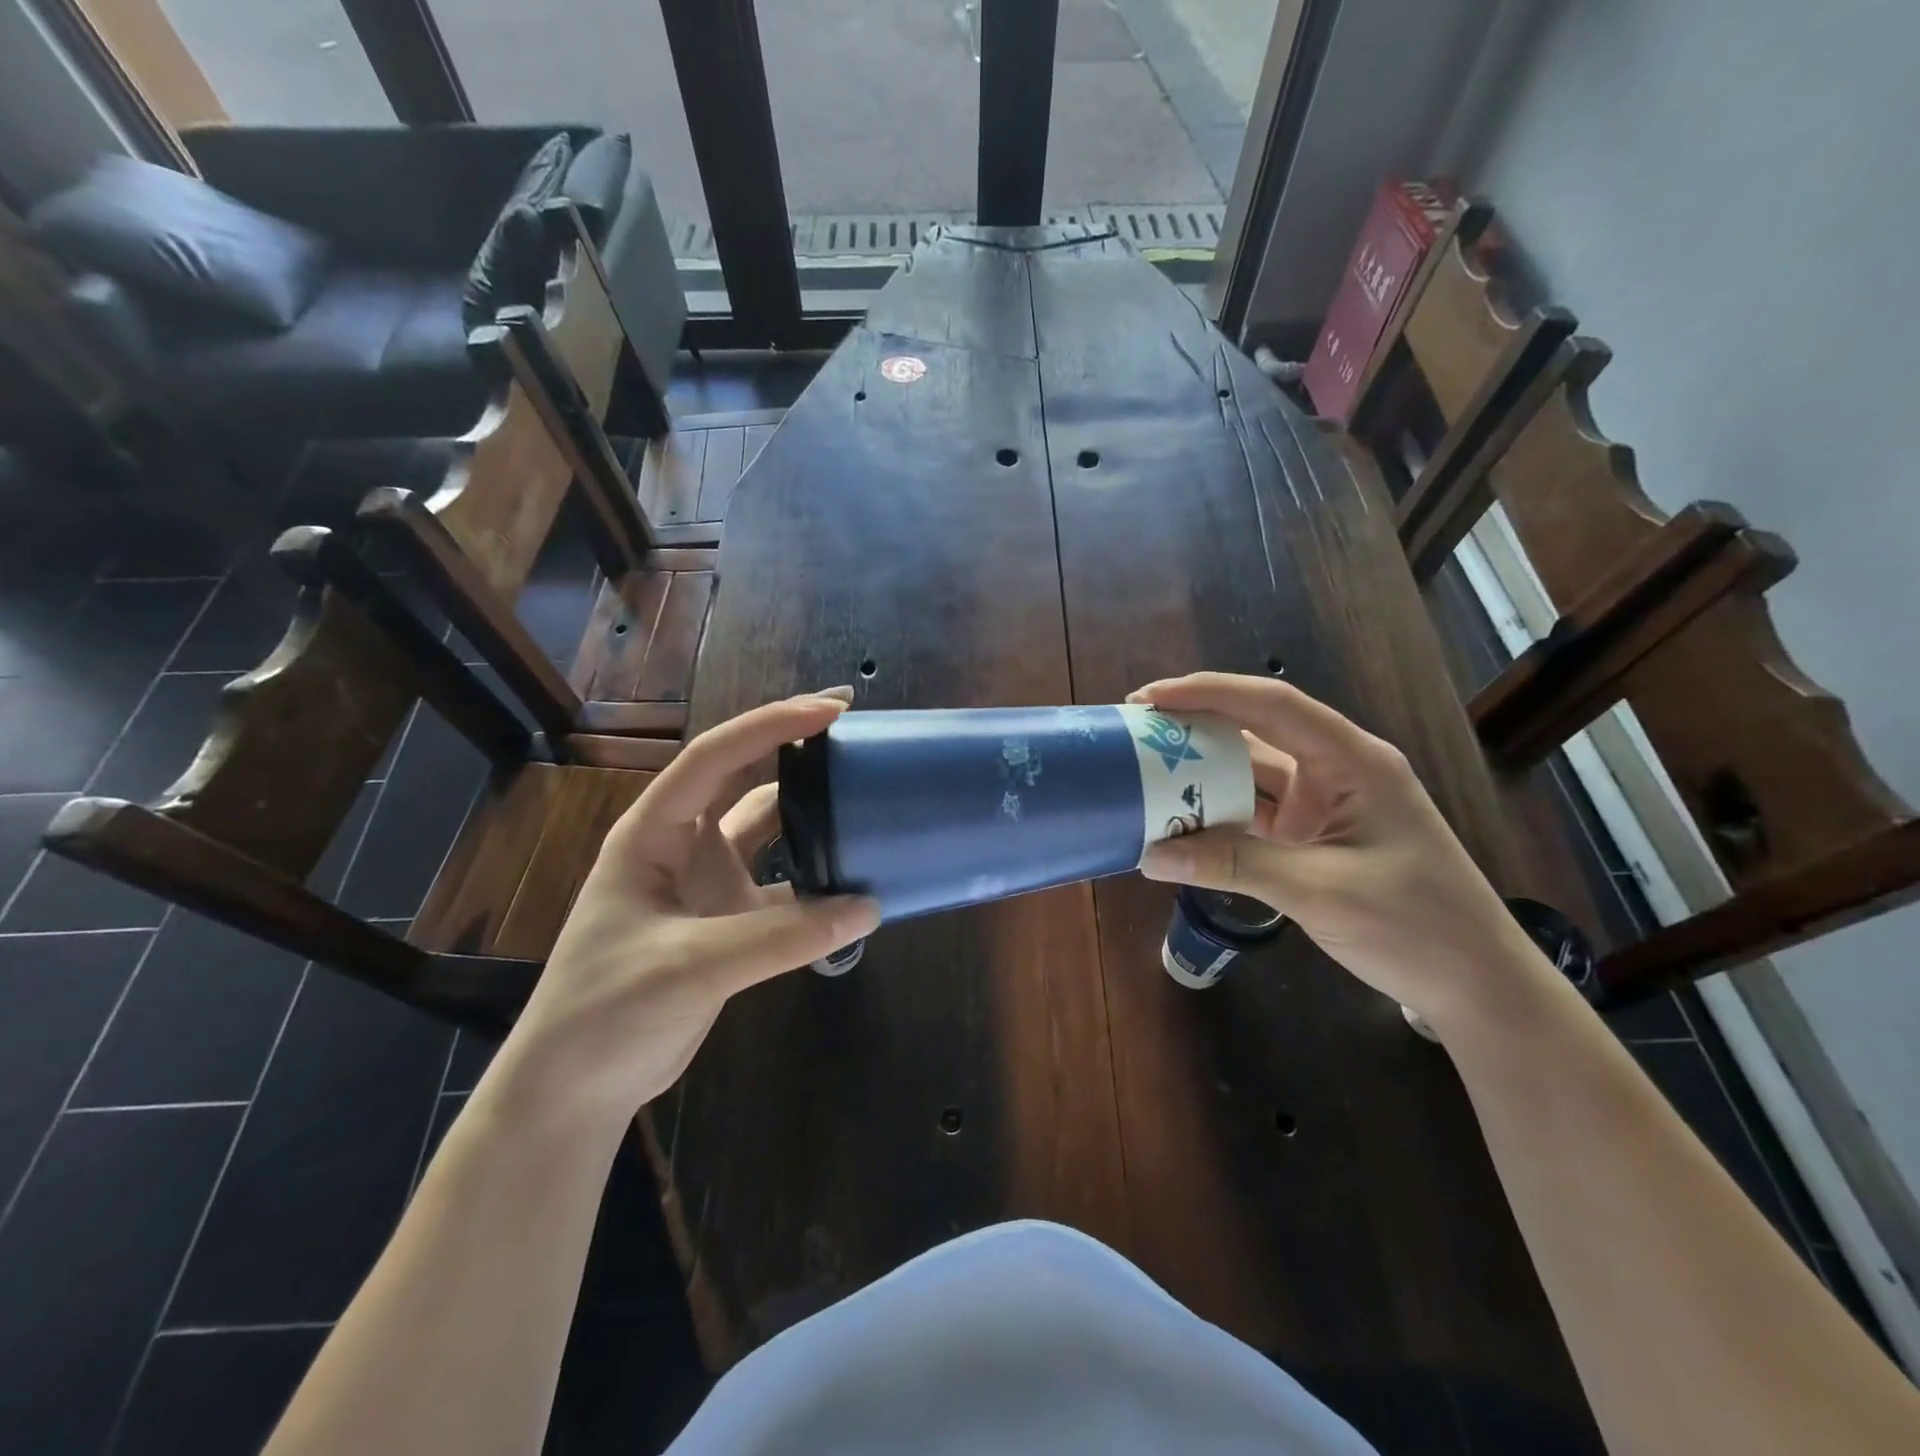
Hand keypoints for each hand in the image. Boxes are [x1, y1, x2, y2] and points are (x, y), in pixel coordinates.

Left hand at [491, 691, 879, 1124]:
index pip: (715, 757)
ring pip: (767, 828)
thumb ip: (781, 935)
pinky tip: (854, 876)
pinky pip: (784, 884)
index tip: (832, 710)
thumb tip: (867, 907)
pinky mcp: (729, 921)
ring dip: (810, 810)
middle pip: (743, 777)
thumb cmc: (606, 1012)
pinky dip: (817, 877)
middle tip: (854, 728)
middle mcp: (683, 845)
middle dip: (793, 747)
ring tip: (863, 792)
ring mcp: (708, 883)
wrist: (575, 1090)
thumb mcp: (691, 966)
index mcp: (653, 832)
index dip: (772, 725)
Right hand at [1131, 672, 1549, 1027]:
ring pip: (1250, 775)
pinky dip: (1216, 815)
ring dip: (1201, 775)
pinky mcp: (1311, 837)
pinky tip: (1178, 820)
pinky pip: (1253, 813)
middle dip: (1195, 729)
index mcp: (1352, 761)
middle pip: (1254, 733)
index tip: (1150, 699)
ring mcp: (1322, 805)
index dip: (1208, 693)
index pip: (1271, 705)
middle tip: (1135, 733)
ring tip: (1143, 772)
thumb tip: (1149, 854)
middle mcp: (1334, 771)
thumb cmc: (1416, 926)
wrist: (1476, 985)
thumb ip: (1234, 865)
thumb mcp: (1319, 891)